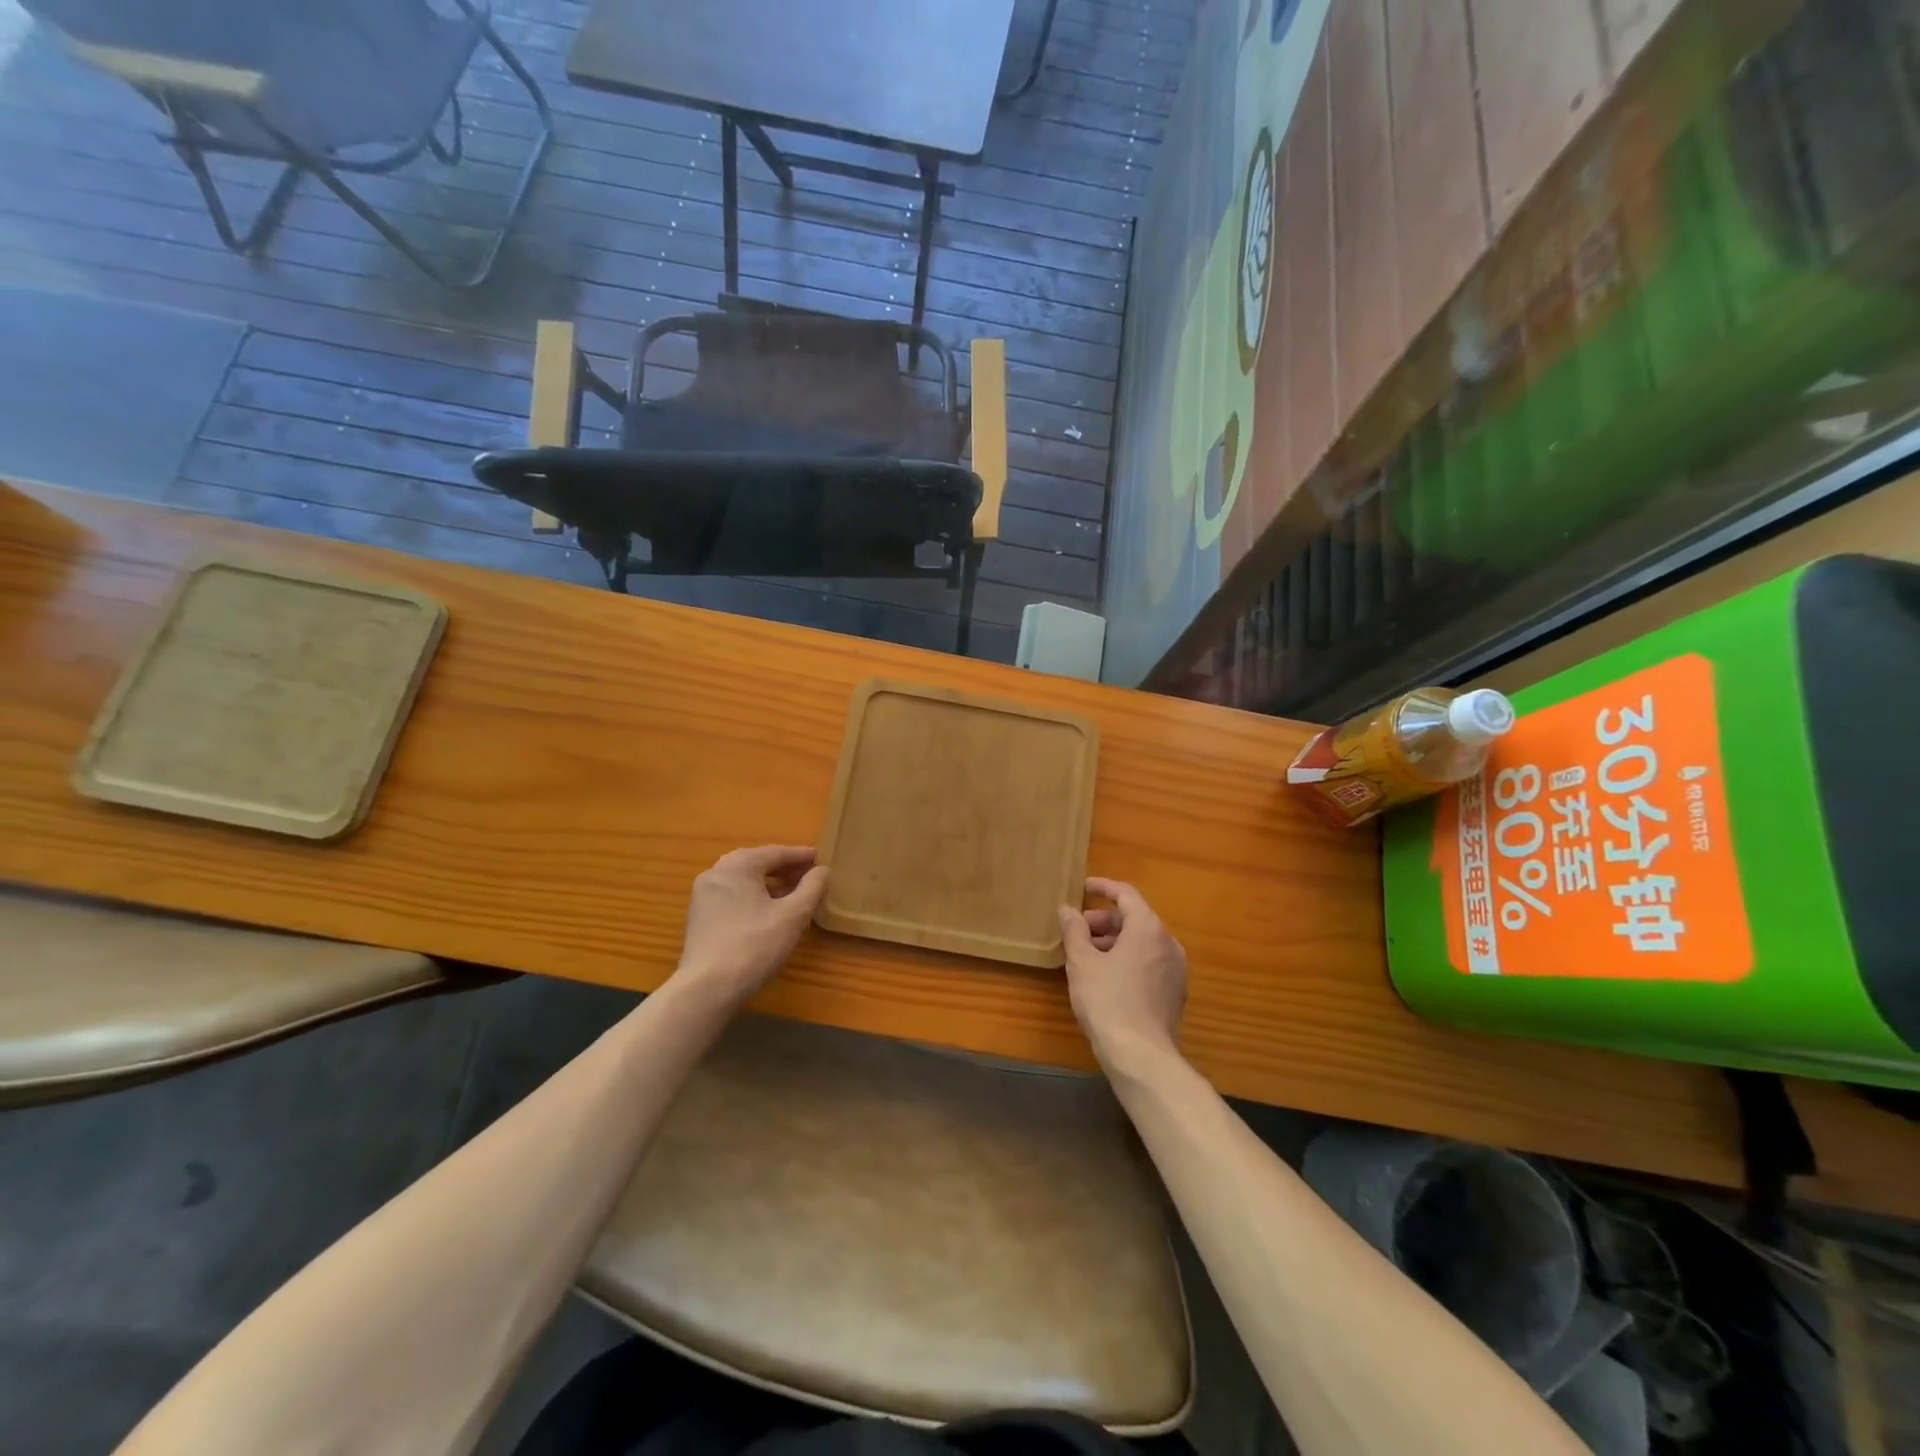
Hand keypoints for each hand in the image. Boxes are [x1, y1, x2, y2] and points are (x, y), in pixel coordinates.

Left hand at [676, 846, 828, 1001]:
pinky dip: (753, 897)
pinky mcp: (699, 917)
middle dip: (784, 869)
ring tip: (792, 894)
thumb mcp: (793, 916)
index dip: (801, 856)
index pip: (776, 852)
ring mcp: (703, 896)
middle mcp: (716, 872)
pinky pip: (732, 896)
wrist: (707, 988)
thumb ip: (812, 888)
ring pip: (743, 881)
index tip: (822, 859)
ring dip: (769, 884)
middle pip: (757, 863)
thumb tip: (823, 870)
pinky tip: (768, 912)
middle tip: (809, 875)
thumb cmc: (755, 945)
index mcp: (738, 865)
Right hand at [1059, 877, 1187, 1071]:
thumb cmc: (1108, 1001)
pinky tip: (1105, 977)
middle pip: (1135, 918)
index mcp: (1148, 928)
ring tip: (1086, 954)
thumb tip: (1067, 910)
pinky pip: (1149, 962)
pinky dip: (1127, 959)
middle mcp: (1168, 942)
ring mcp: (1175, 969)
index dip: (1103, 887)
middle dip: (1104, 919)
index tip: (1082, 888)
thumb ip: (1074, 930)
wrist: (1141, 1056)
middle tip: (1077, 929)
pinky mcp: (1174, 992)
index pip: (1126, 894)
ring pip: (1142, 942)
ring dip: (1114, 941)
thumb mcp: (1082, 962)